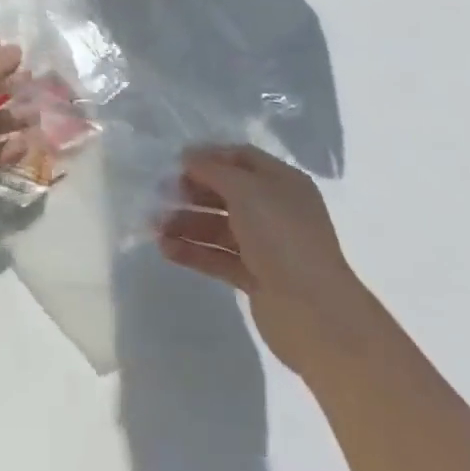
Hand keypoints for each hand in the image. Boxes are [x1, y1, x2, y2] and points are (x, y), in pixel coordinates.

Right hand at [157, 145, 365, 373]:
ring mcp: (266, 246)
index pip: (241, 158)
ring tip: (154, 226)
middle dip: (192, 191)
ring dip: (187, 223)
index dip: (209, 157)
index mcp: (283, 183)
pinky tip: (165, 249)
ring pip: (219, 226)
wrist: (315, 314)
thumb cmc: (282, 237)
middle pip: (227, 192)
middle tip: (160, 193)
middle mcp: (276, 210)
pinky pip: (218, 257)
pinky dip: (193, 251)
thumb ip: (214, 169)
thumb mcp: (246, 190)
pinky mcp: (255, 277)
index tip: (175, 161)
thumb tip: (189, 156)